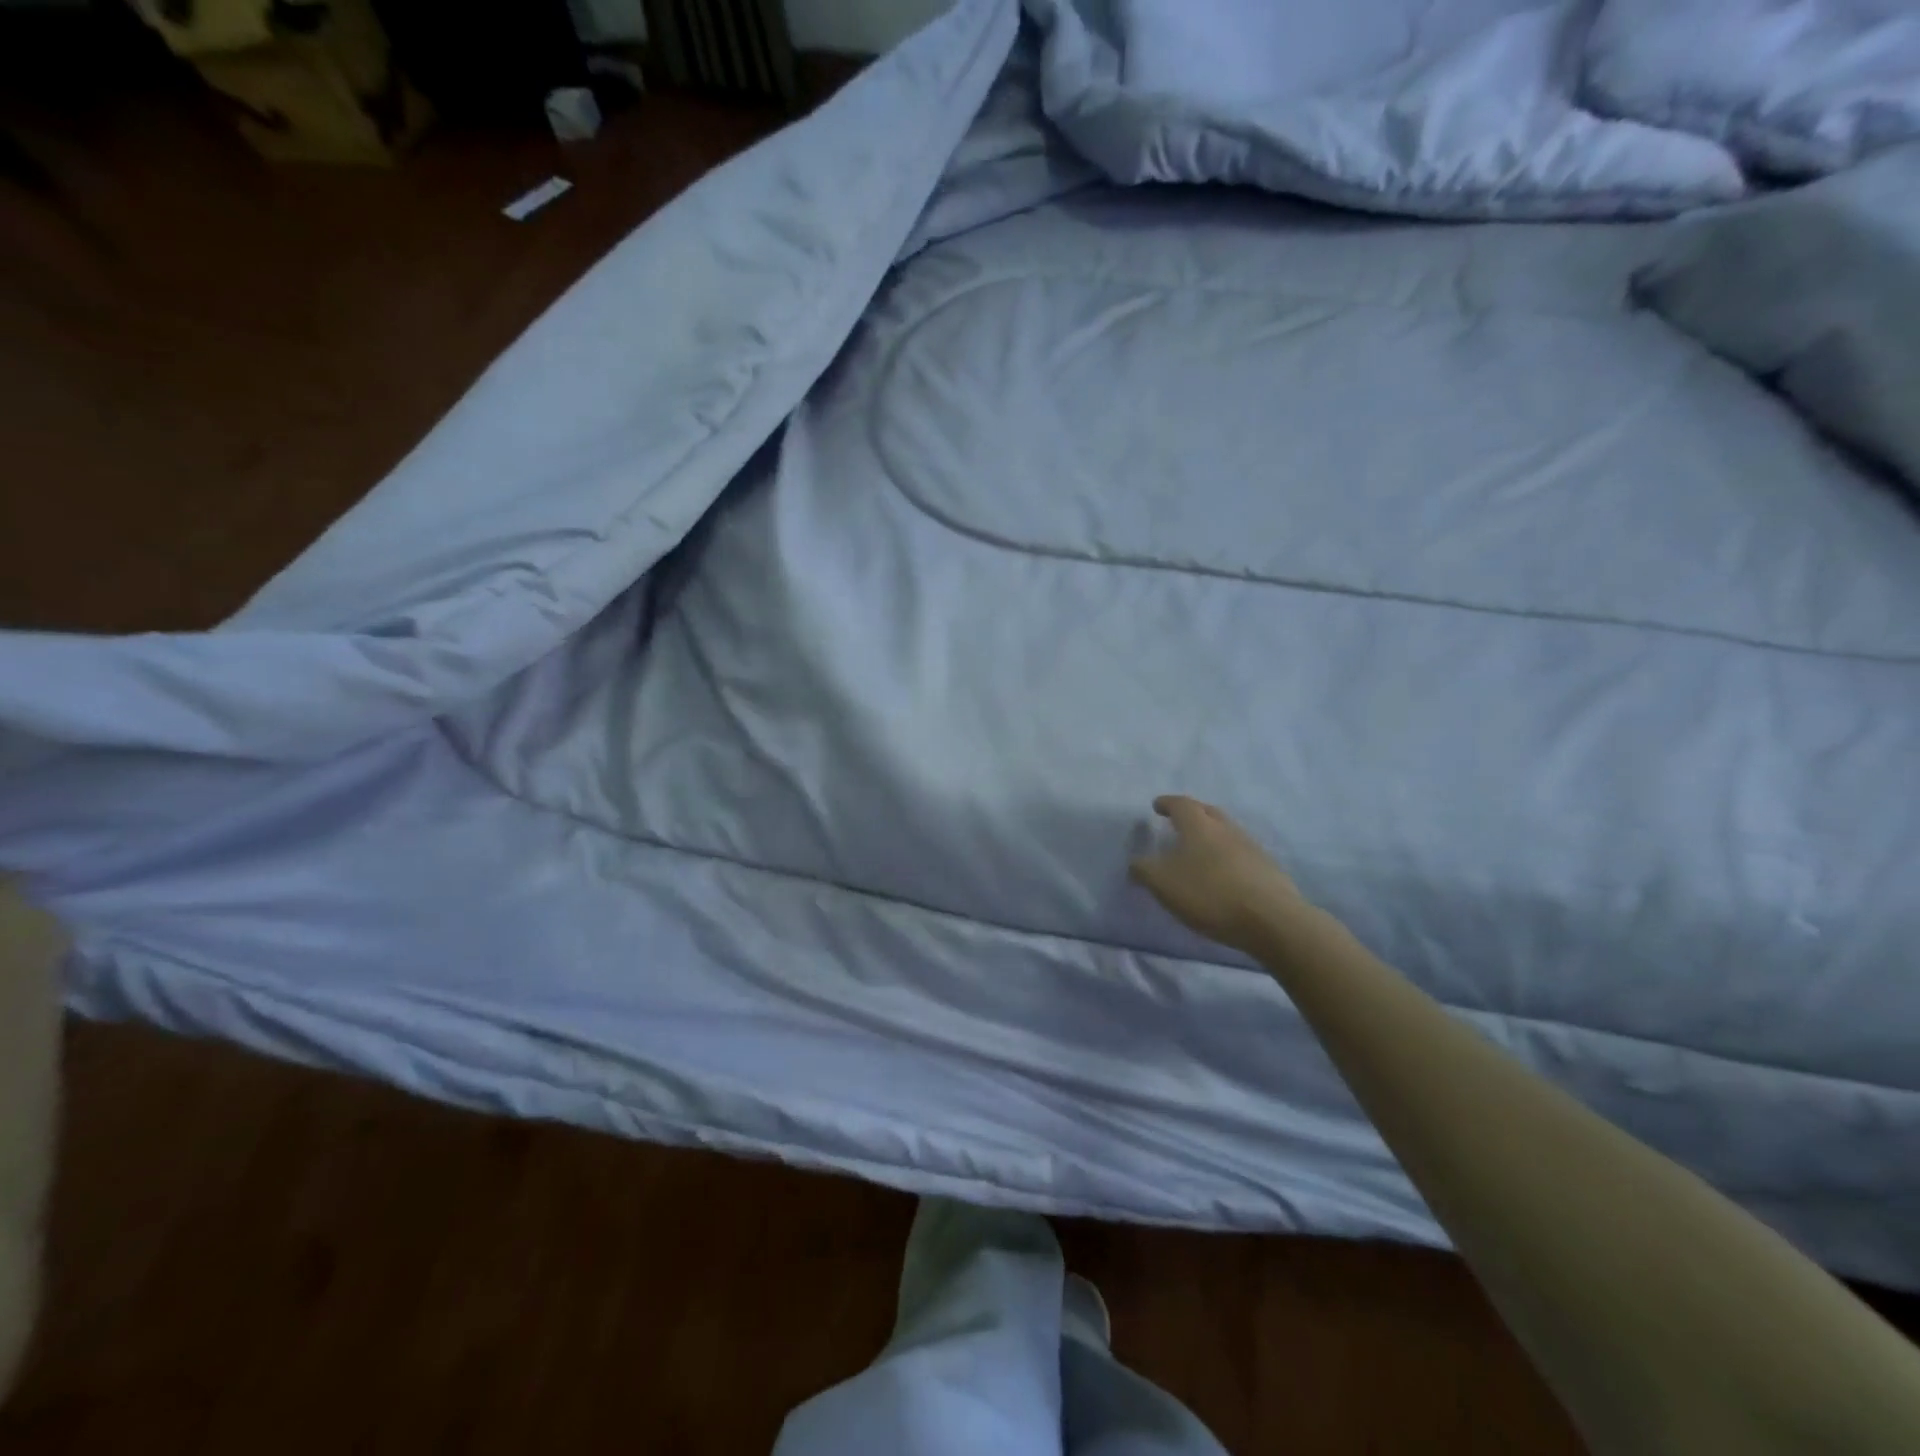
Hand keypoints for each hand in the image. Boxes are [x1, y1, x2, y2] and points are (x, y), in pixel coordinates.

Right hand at [1129, 796, 1313, 954]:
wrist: (1271, 919)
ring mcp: (1250, 846)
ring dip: (1211, 835)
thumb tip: (1136, 861)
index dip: (1167, 803)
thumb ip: (1144, 870)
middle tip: (1178, 821)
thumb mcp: (1163, 883)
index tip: (1157, 806)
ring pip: (1226, 831)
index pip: (1180, 804)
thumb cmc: (1209, 894)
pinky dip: (1226, 855)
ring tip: (1199, 849)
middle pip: (1207, 812)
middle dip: (1191, 813)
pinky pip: (1240, 852)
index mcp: (1199, 825)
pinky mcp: (1267, 868)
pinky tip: (1222, 872)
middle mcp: (1226, 828)